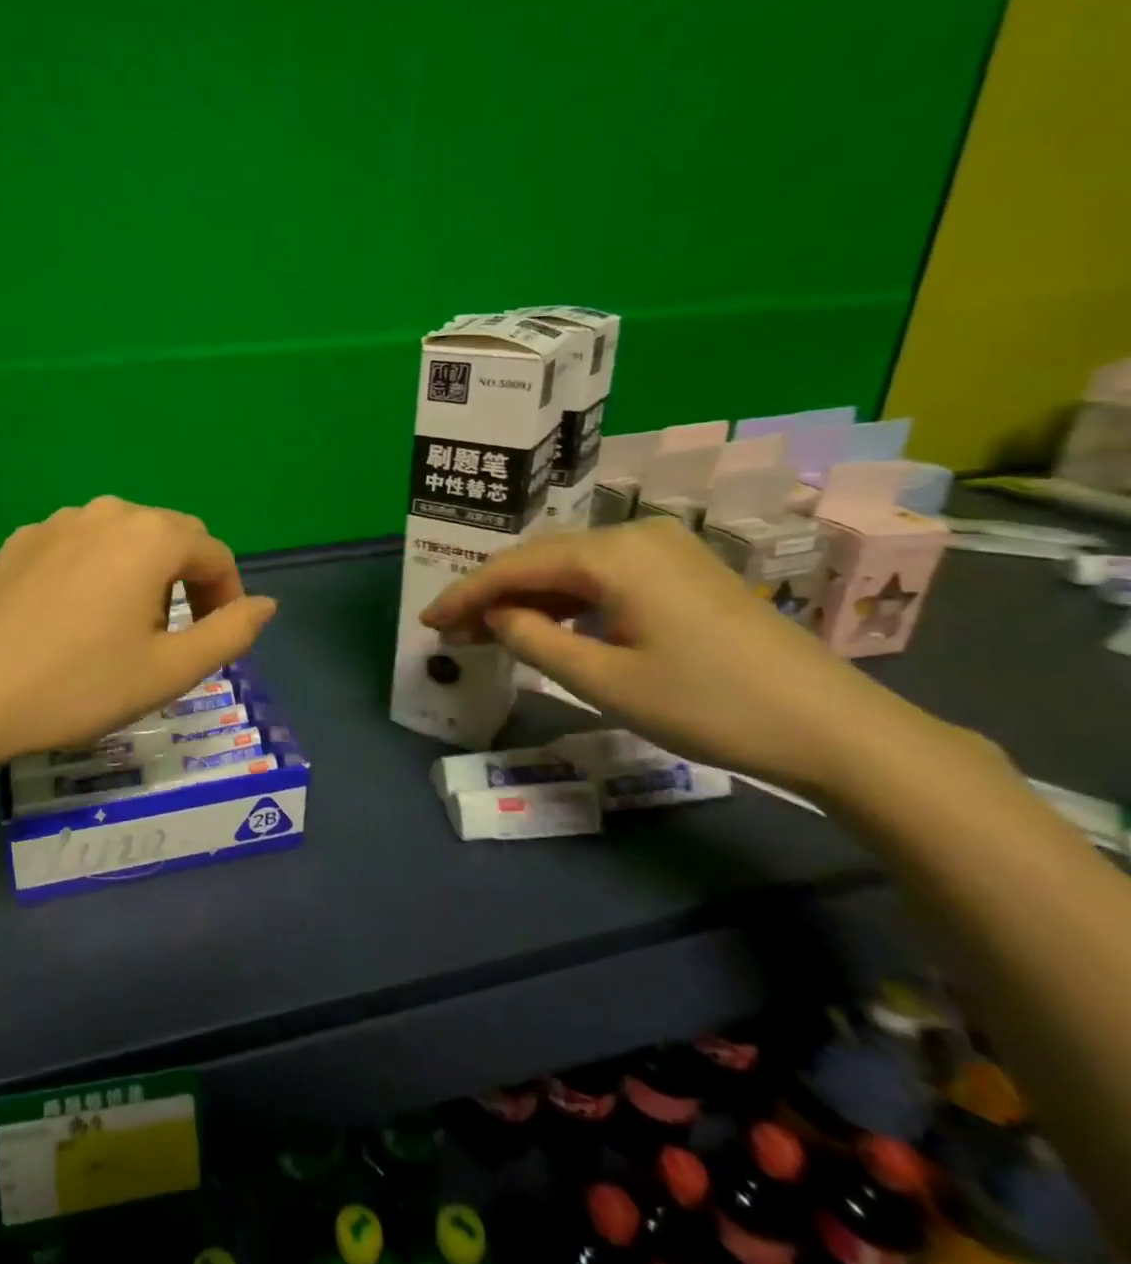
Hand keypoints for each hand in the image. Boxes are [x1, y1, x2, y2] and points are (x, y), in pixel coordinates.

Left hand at [0, 496, 278, 763]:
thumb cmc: (80, 685)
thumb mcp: (169, 671)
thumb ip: (230, 633)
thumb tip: (266, 604)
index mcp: (151, 537)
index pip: (215, 554)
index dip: (228, 596)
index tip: (216, 639)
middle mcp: (108, 512)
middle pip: (172, 537)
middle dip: (187, 581)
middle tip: (174, 637)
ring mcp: (58, 521)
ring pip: (124, 537)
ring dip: (143, 572)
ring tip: (125, 626)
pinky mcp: (22, 540)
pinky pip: (81, 544)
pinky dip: (98, 570)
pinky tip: (75, 614)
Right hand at [419, 518, 940, 793]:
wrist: (835, 728)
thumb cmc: (708, 704)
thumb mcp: (604, 680)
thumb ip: (533, 640)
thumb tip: (494, 616)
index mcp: (614, 554)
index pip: (516, 566)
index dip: (465, 593)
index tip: (428, 621)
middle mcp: (637, 535)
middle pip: (542, 558)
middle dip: (493, 593)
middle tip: (452, 629)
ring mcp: (667, 550)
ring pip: (573, 566)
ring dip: (529, 597)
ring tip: (490, 630)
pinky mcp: (685, 572)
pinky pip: (606, 576)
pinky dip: (569, 600)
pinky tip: (551, 625)